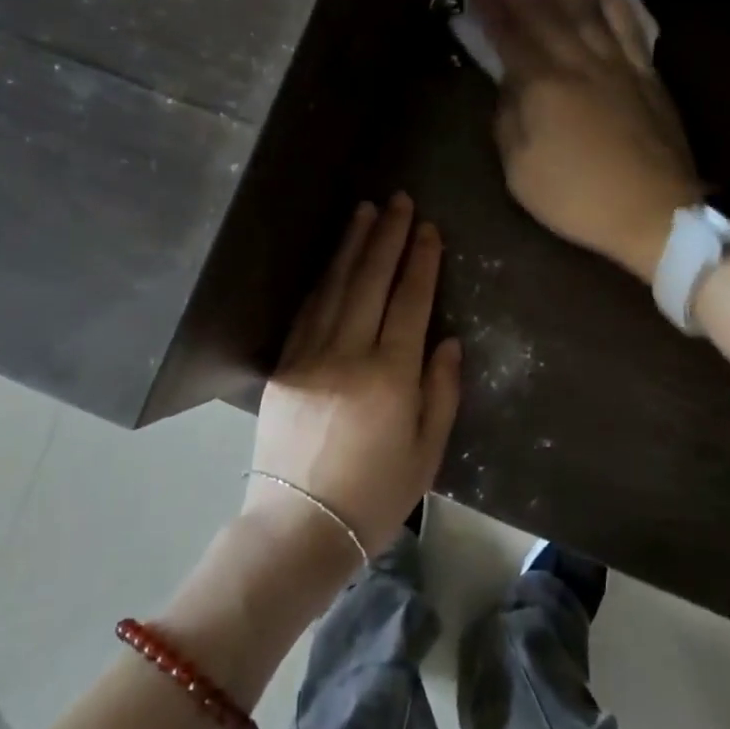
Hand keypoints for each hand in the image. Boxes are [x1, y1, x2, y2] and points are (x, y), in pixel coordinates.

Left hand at [244, 195, 461, 567]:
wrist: (300, 527)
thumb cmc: (376, 497)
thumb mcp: (428, 452)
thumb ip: (441, 391)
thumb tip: (446, 341)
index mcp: (391, 375)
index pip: (410, 301)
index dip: (421, 261)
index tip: (428, 228)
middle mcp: (349, 354)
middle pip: (371, 281)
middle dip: (387, 237)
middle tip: (399, 201)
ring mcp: (310, 357)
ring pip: (335, 287)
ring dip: (351, 246)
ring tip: (365, 211)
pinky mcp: (283, 367)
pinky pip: (306, 311)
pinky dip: (321, 279)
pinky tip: (332, 259)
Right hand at [472, 0, 703, 281]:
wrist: (655, 211)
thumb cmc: (578, 198)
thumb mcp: (521, 173)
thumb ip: (509, 123)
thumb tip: (510, 88)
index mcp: (542, 89)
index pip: (511, 39)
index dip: (493, 10)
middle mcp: (578, 65)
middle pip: (545, 15)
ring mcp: (617, 66)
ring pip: (586, 11)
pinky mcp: (646, 76)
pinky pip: (630, 29)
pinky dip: (616, 4)